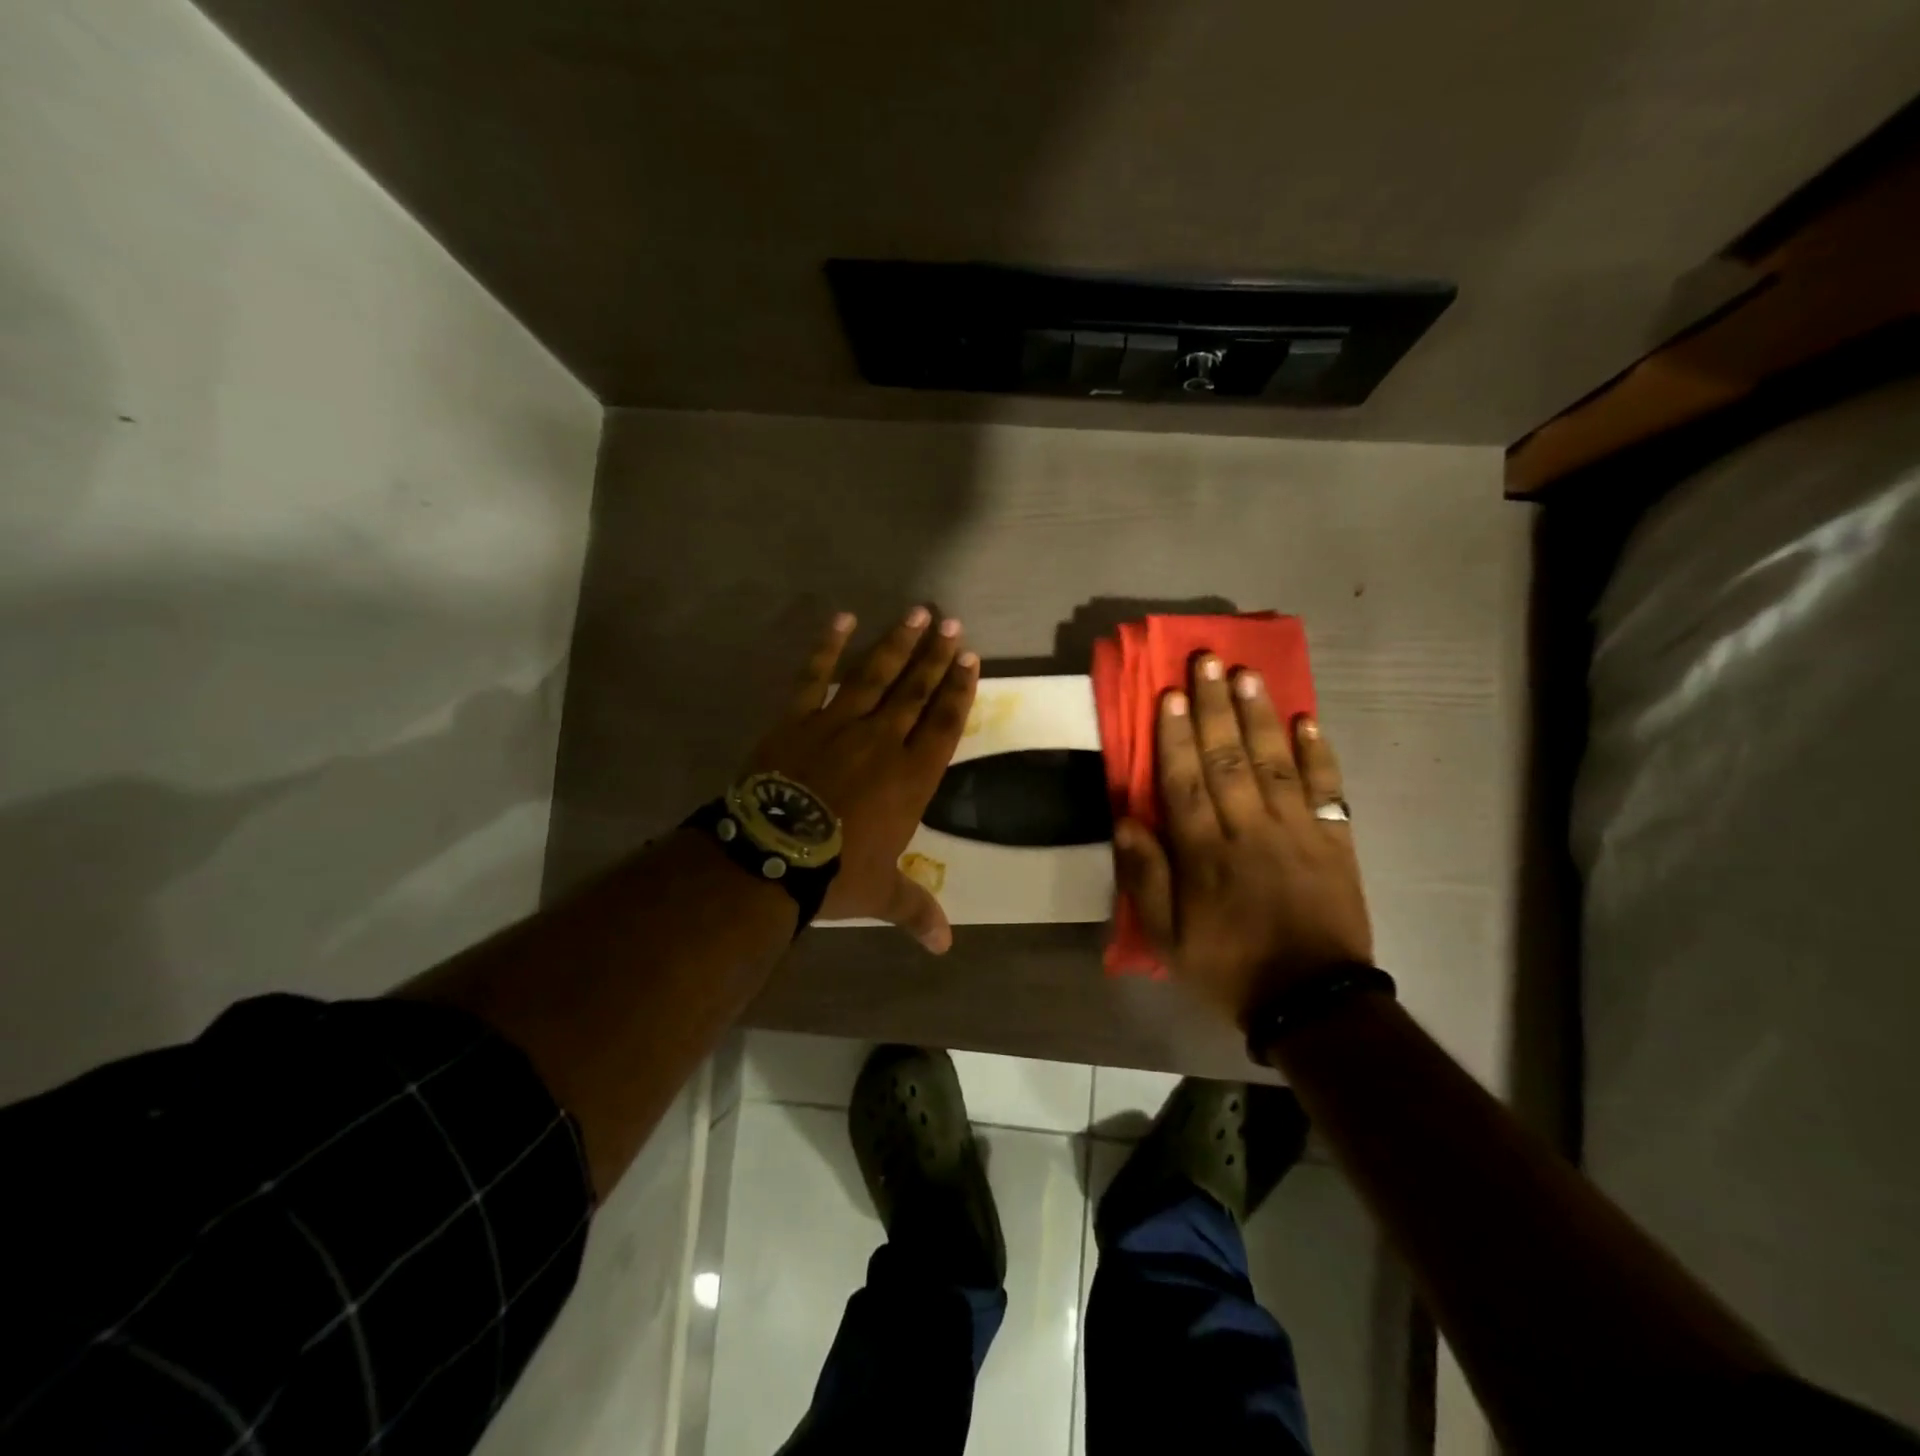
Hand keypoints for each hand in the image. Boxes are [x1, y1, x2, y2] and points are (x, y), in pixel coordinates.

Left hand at [748, 606, 977, 951]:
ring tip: (918, 613)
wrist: (772, 853)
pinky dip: (828, 646)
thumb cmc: (835, 871)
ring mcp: (839, 723)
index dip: (960, 691)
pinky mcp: (798, 718)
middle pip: (916, 690)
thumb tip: (945, 947)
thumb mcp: (881, 893)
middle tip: (952, 624)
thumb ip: (916, 910)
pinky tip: (842, 618)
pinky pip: (815, 675)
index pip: (945, 724)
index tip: (971, 659)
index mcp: (911, 776)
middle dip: (936, 656)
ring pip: (875, 674)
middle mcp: (883, 741)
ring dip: (897, 643)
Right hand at [1113, 653, 1372, 1028]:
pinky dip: (1318, 753)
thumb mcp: (1168, 938)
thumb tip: (1125, 821)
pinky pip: (1327, 789)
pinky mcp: (1334, 840)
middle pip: (1229, 758)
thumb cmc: (1230, 967)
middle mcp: (1250, 830)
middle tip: (1208, 661)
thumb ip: (1145, 878)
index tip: (1169, 695)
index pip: (1185, 782)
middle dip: (1215, 707)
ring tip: (1248, 673)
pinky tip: (1307, 720)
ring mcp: (1297, 831)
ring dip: (1259, 715)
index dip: (1175, 737)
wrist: (1314, 1002)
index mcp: (1205, 854)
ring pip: (1274, 761)